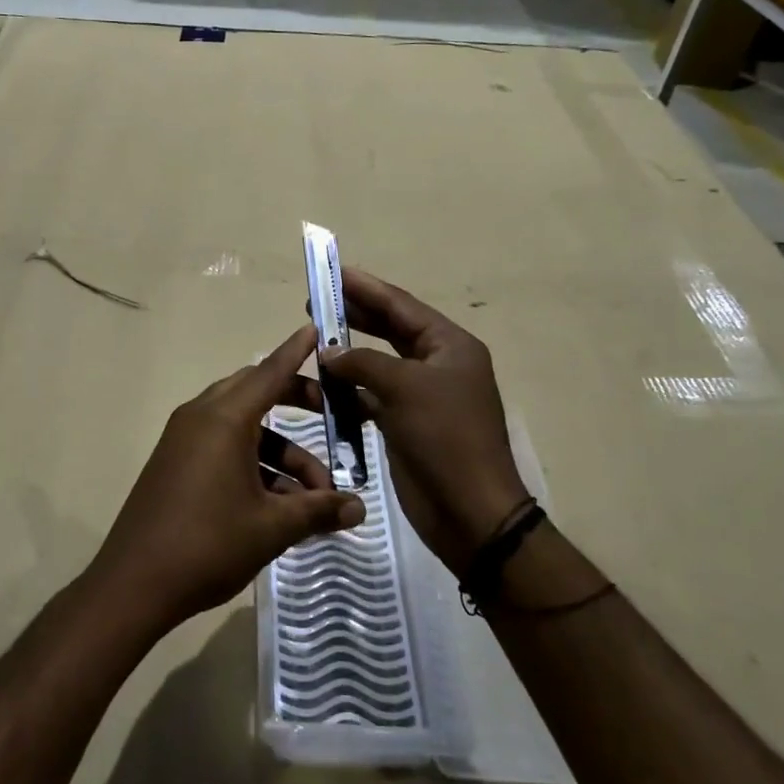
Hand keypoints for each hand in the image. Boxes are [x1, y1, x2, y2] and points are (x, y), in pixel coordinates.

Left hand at [90, 324, 366, 631]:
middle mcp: (201, 417)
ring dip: (280, 452)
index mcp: (224, 418)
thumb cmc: (207, 544)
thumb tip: (360, 509)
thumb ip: (318, 510)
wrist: (133, 584)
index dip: (296, 352)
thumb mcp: (271, 527)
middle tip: (333, 416)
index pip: (270, 372)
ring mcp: (184, 439)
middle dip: (296, 403)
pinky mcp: (175, 463)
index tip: (316, 329)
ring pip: (243, 428)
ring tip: (314, 496)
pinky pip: (223, 447)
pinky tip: (280, 506)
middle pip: (256, 393)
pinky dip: (253, 464)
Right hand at [322, 269, 529, 572]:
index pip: (401, 306)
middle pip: (390, 329)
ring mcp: (422, 396)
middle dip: (354, 315)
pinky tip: (321, 387)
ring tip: (313, 341)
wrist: (470, 511)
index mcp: (450, 346)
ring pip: (378, 364)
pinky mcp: (406, 424)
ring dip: (347, 355)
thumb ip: (362, 361)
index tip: (333, 272)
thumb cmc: (445, 437)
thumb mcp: (404, 388)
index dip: (366, 287)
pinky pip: (372, 396)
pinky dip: (348, 391)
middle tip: (315, 303)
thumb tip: (328, 351)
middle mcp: (438, 365)